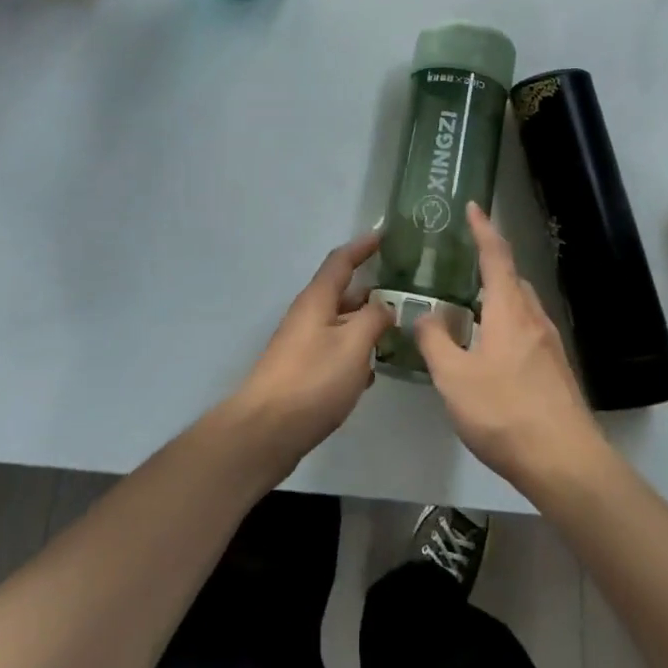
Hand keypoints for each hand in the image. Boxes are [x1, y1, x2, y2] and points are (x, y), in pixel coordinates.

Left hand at [225, 233, 391, 476]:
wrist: (265, 431)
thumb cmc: (313, 380)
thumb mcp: (353, 345)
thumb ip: (374, 319)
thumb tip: (385, 305)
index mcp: (317, 300)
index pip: (341, 261)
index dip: (362, 247)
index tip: (383, 236)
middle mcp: (308, 315)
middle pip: (341, 293)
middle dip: (370, 291)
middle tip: (402, 293)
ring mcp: (302, 345)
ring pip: (339, 324)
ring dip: (364, 325)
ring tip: (395, 332)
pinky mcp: (301, 372)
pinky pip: (333, 350)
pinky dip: (353, 353)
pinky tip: (371, 372)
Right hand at [415, 204, 607, 490]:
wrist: (566, 462)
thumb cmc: (505, 412)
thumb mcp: (454, 379)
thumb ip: (435, 342)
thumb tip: (424, 316)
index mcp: (509, 309)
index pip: (496, 255)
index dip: (483, 228)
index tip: (473, 206)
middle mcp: (534, 317)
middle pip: (512, 278)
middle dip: (489, 266)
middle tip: (462, 266)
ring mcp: (550, 344)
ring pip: (521, 306)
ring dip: (498, 299)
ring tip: (471, 311)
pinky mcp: (556, 369)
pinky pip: (528, 330)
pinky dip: (507, 324)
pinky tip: (492, 352)